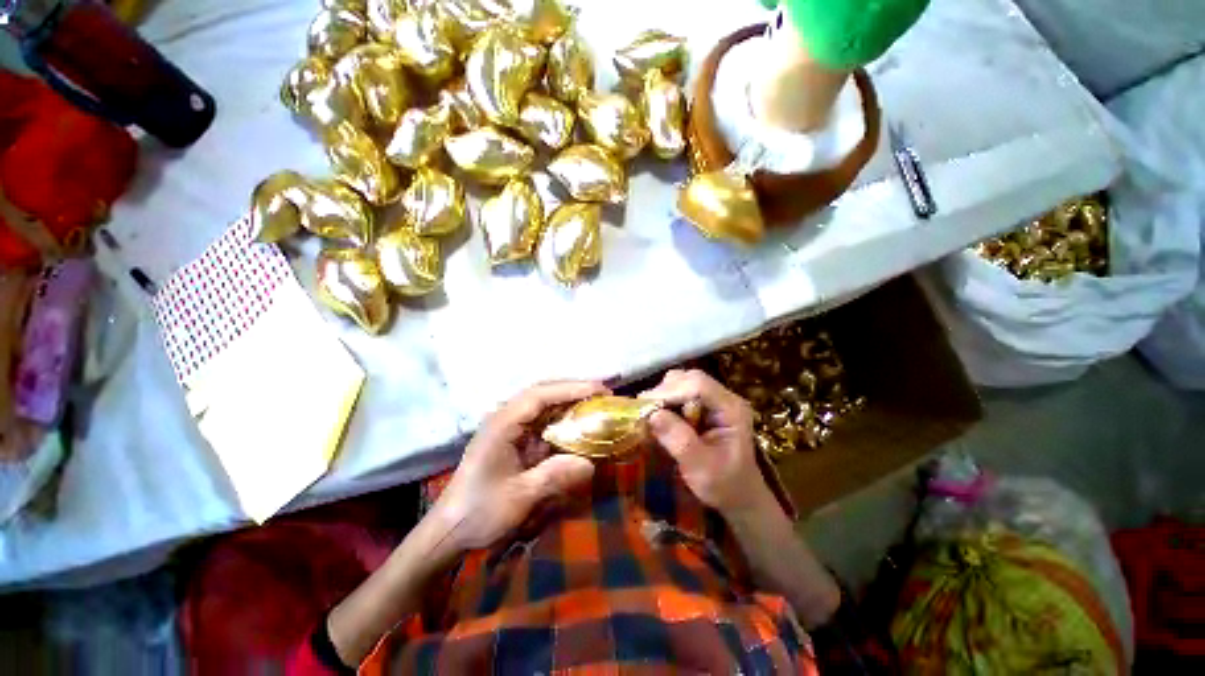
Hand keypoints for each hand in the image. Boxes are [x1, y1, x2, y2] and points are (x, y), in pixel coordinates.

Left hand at [429, 380, 607, 555]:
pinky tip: (578, 424)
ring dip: (568, 401)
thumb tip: (591, 464)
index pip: (540, 395)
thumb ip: (554, 476)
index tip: (599, 390)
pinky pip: (542, 421)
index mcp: (502, 424)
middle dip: (573, 390)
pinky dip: (562, 418)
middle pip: (542, 392)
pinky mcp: (513, 439)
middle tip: (602, 394)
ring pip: (543, 404)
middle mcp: (505, 417)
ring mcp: (509, 427)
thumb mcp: (519, 497)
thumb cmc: (479, 511)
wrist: (449, 529)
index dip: (571, 389)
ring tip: (595, 403)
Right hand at [640, 369, 771, 515]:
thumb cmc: (723, 486)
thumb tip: (652, 414)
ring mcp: (715, 400)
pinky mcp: (705, 405)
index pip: (699, 385)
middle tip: (644, 410)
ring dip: (664, 395)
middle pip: (690, 379)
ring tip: (651, 415)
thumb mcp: (701, 468)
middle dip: (664, 392)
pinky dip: (666, 401)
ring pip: (683, 382)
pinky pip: (681, 392)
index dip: (670, 392)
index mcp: (731, 410)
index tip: (646, 407)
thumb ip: (679, 440)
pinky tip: (659, 417)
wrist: (739, 496)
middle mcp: (725, 398)